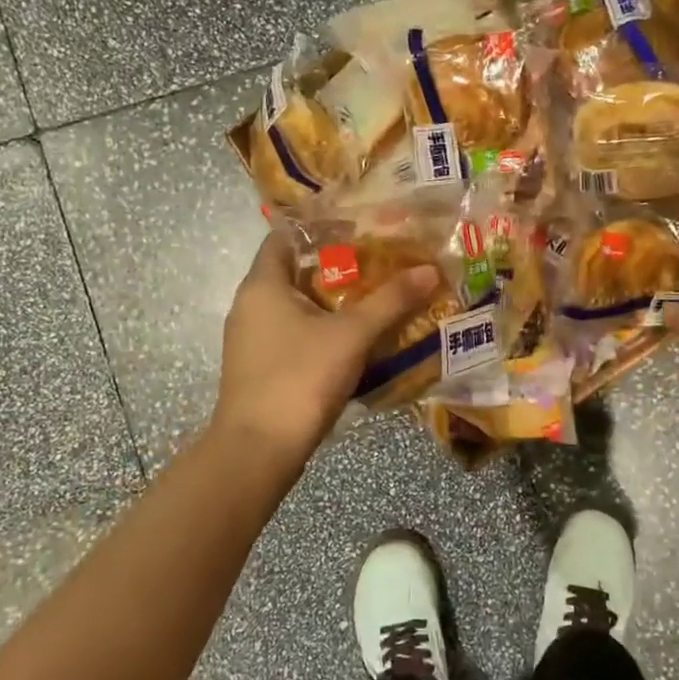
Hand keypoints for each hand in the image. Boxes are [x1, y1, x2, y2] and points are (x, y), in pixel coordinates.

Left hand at [212, 233, 439, 463]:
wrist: (259, 449)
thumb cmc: (300, 377)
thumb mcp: (353, 335)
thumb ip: (391, 300)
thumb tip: (429, 269)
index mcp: (262, 285)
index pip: (285, 238)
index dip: (320, 230)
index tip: (360, 231)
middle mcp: (249, 306)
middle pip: (294, 273)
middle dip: (336, 268)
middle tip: (380, 265)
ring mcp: (251, 341)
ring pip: (295, 308)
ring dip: (332, 304)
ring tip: (376, 301)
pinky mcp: (260, 369)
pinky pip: (293, 336)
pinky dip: (322, 332)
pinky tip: (355, 342)